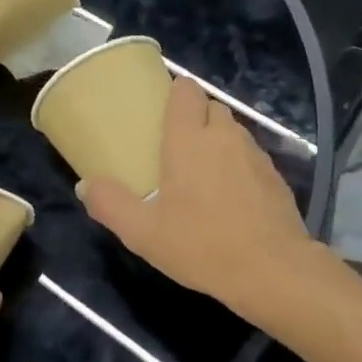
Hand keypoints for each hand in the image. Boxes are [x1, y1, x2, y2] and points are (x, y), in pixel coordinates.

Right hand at [79, 75, 318, 312]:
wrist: (271, 270)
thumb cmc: (201, 246)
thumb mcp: (143, 233)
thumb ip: (110, 205)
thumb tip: (85, 185)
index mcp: (189, 140)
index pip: (186, 91)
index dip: (176, 93)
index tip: (162, 109)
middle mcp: (224, 136)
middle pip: (211, 107)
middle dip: (196, 117)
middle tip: (177, 146)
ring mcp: (255, 154)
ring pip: (234, 131)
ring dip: (218, 141)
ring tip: (203, 172)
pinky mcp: (275, 176)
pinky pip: (252, 156)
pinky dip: (239, 164)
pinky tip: (231, 196)